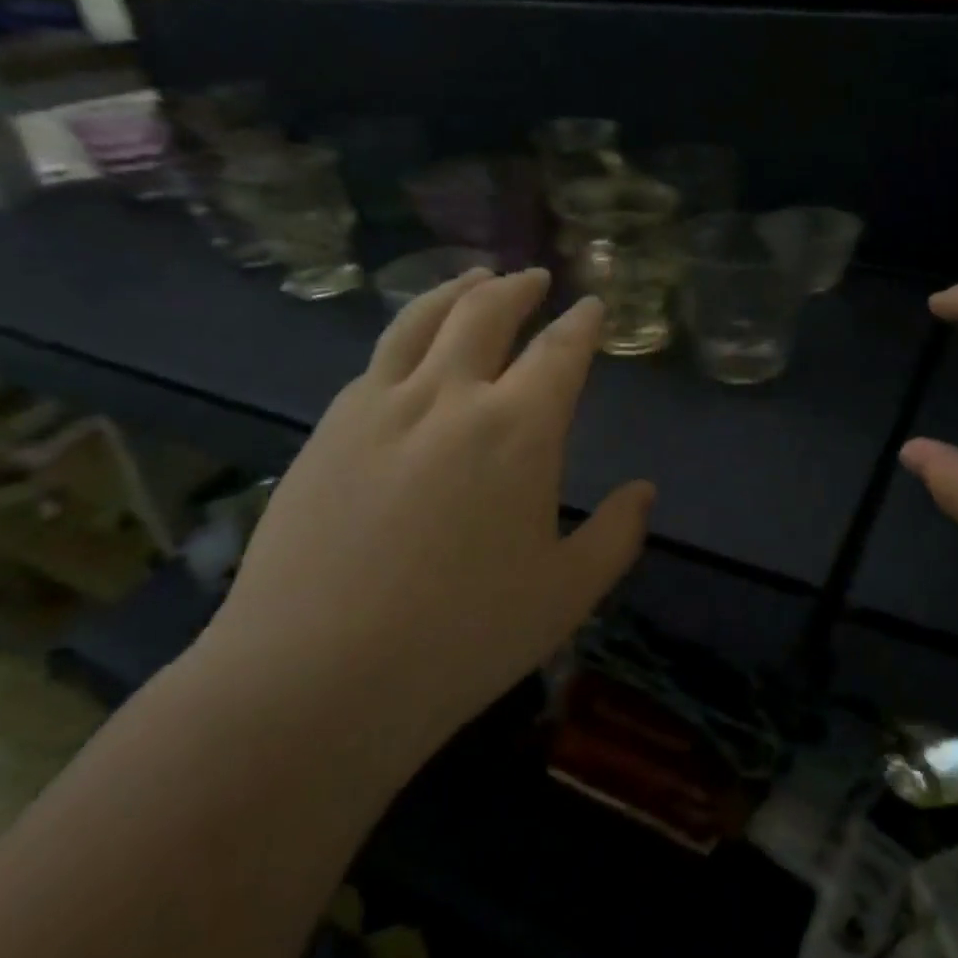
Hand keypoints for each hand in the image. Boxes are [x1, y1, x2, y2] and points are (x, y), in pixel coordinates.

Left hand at [205, 268, 653, 765]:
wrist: (313, 679)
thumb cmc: (461, 639)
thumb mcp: (565, 595)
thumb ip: (615, 535)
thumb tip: (644, 491)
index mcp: (518, 429)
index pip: (560, 352)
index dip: (581, 324)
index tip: (592, 307)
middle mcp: (450, 397)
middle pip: (486, 313)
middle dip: (517, 288)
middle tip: (533, 279)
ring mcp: (379, 406)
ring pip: (422, 319)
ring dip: (456, 290)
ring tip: (474, 278)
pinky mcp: (328, 429)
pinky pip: (377, 359)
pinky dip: (407, 334)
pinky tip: (411, 348)